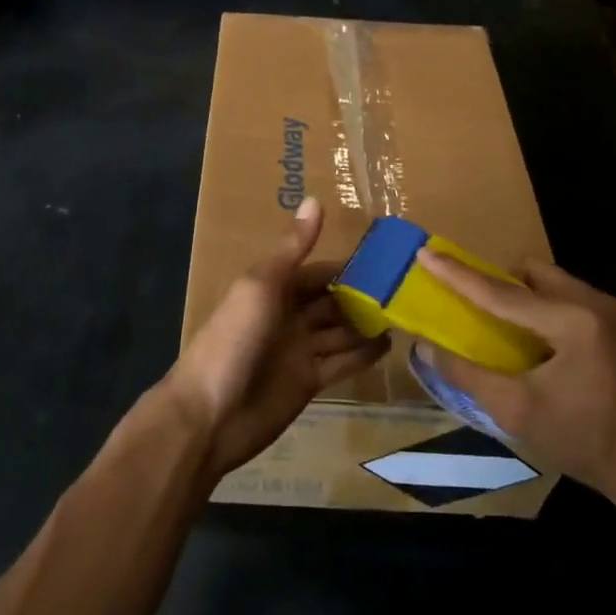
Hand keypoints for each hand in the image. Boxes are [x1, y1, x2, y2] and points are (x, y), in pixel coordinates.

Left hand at [168, 198, 388, 481]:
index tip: (387, 261)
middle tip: (407, 291)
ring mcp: (298, 351)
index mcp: (273, 289)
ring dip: (366, 324)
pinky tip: (388, 345)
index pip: (318, 273)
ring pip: (340, 332)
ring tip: (406, 315)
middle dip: (362, 296)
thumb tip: (314, 199)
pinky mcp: (308, 383)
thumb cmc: (232, 340)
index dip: (348, 268)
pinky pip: (341, 363)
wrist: (208, 415)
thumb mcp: (261, 286)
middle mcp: (288, 317)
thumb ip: (292, 248)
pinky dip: (363, 355)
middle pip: (331, 302)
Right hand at [417, 251, 615, 502]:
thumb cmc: (583, 441)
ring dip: (520, 294)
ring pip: (550, 282)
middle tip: (468, 302)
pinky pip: (567, 298)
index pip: (502, 292)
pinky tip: (532, 341)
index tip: (426, 252)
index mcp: (572, 321)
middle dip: (495, 281)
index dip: (458, 274)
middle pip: (530, 273)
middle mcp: (594, 304)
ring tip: (498, 325)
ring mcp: (612, 313)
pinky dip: (541, 308)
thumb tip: (425, 346)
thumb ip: (467, 374)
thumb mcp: (516, 411)